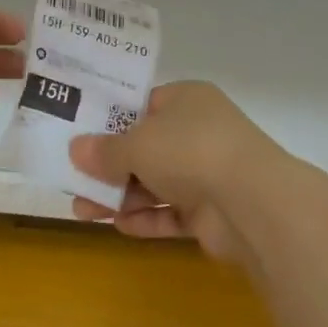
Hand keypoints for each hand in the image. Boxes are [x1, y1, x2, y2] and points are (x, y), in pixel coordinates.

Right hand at [67, 81, 286, 260]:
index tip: (79, 135)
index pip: (143, 105)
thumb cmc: (190, 151)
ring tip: (83, 211)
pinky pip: (171, 213)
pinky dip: (146, 218)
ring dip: (120, 197)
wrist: (253, 203)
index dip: (111, 120)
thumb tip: (76, 149)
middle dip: (109, 167)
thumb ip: (104, 150)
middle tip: (74, 181)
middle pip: (146, 148)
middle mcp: (198, 132)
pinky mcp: (212, 212)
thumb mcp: (137, 144)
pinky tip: (118, 226)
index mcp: (186, 100)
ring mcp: (207, 173)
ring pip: (155, 183)